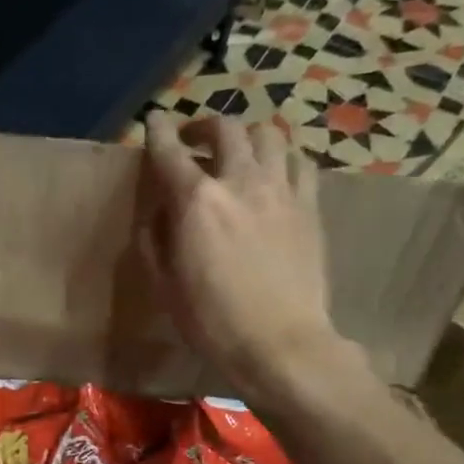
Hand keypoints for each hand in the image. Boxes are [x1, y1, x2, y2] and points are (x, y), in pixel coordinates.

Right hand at [138, 112, 338, 392]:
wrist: (280, 342)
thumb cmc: (212, 321)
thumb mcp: (165, 286)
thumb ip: (155, 241)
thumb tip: (157, 214)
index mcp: (196, 201)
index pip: (170, 152)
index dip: (158, 131)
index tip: (154, 120)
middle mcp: (240, 181)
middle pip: (225, 129)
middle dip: (204, 126)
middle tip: (194, 140)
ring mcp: (281, 190)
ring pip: (268, 135)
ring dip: (246, 136)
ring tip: (237, 152)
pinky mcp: (309, 207)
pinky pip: (300, 162)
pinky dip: (282, 157)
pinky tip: (274, 172)